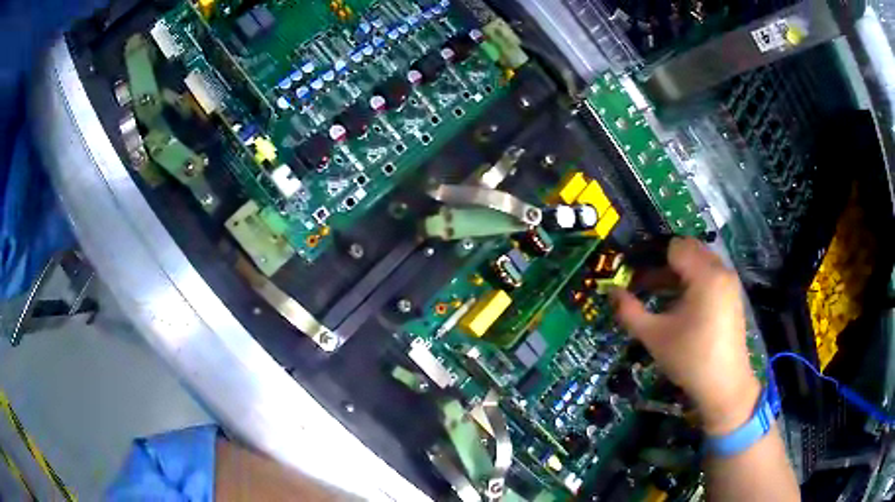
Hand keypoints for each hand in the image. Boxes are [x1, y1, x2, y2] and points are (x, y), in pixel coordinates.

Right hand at [610, 237, 759, 433]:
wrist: (724, 385)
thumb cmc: (690, 359)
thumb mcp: (654, 336)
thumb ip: (630, 311)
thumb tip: (611, 292)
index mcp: (705, 275)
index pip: (675, 247)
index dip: (652, 258)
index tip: (635, 277)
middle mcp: (721, 271)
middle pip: (689, 250)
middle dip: (665, 264)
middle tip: (645, 286)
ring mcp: (730, 283)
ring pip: (700, 262)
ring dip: (679, 273)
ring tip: (661, 297)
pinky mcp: (733, 296)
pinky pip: (710, 275)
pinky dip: (693, 282)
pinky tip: (681, 308)